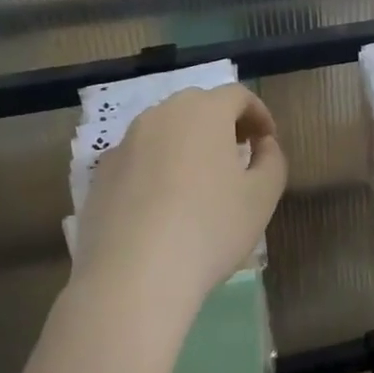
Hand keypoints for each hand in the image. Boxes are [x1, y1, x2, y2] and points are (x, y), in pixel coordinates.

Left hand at [74, 85, 287, 316]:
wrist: (132, 277)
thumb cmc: (210, 228)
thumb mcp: (262, 196)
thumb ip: (272, 160)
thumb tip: (263, 143)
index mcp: (204, 111)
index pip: (238, 95)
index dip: (259, 114)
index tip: (267, 141)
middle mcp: (161, 115)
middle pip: (199, 106)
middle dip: (223, 123)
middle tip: (238, 154)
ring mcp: (125, 143)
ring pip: (165, 129)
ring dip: (188, 143)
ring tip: (201, 180)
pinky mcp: (101, 174)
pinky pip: (139, 157)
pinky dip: (157, 166)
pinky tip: (163, 204)